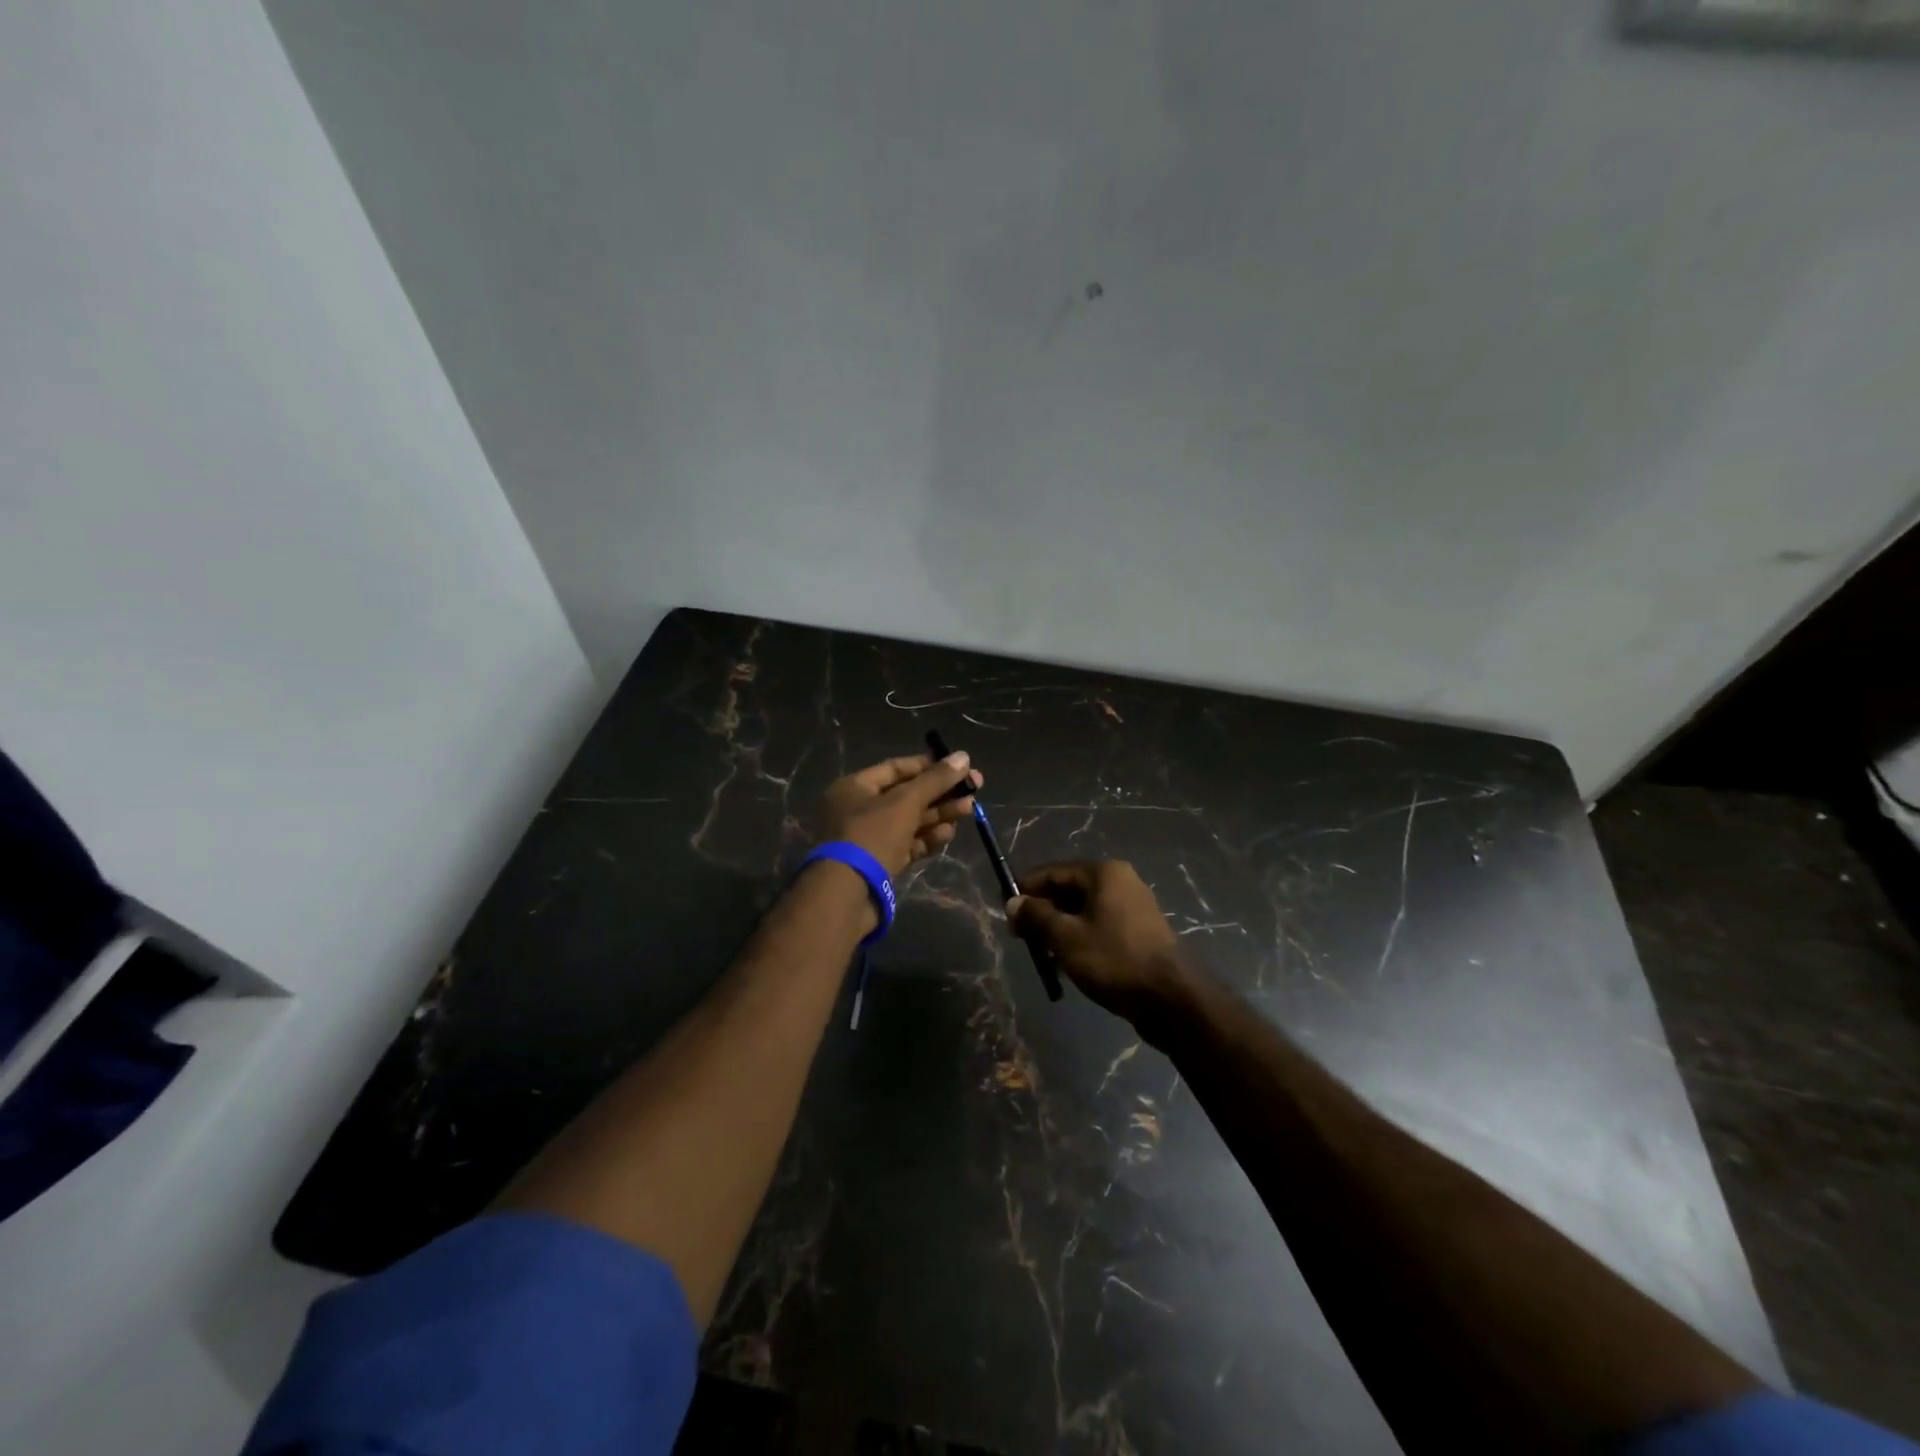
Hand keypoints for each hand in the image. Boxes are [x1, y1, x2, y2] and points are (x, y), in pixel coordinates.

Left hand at [817, 752, 982, 878]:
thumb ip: (935, 780)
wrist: (847, 895)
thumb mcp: (905, 803)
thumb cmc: (872, 836)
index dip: (929, 766)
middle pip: (907, 795)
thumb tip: (963, 756)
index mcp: (855, 787)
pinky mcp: (881, 862)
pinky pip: (908, 844)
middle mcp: (859, 809)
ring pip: (910, 821)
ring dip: (939, 815)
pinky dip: (927, 838)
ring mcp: (870, 838)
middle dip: (940, 793)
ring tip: (968, 810)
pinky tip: (948, 834)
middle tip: (974, 790)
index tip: (959, 766)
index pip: (897, 768)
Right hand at [1006, 861, 1189, 1030]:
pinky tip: (1066, 965)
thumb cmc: (1114, 959)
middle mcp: (1120, 882)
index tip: (1004, 909)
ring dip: (1059, 930)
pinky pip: (1099, 927)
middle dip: (1042, 912)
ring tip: (1041, 955)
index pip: (1054, 871)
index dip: (1026, 889)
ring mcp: (1133, 908)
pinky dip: (1079, 940)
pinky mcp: (1139, 933)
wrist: (1170, 999)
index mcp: (1104, 873)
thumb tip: (1012, 902)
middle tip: (1020, 937)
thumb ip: (1036, 916)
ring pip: (1083, 912)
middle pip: (1069, 890)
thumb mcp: (1066, 937)